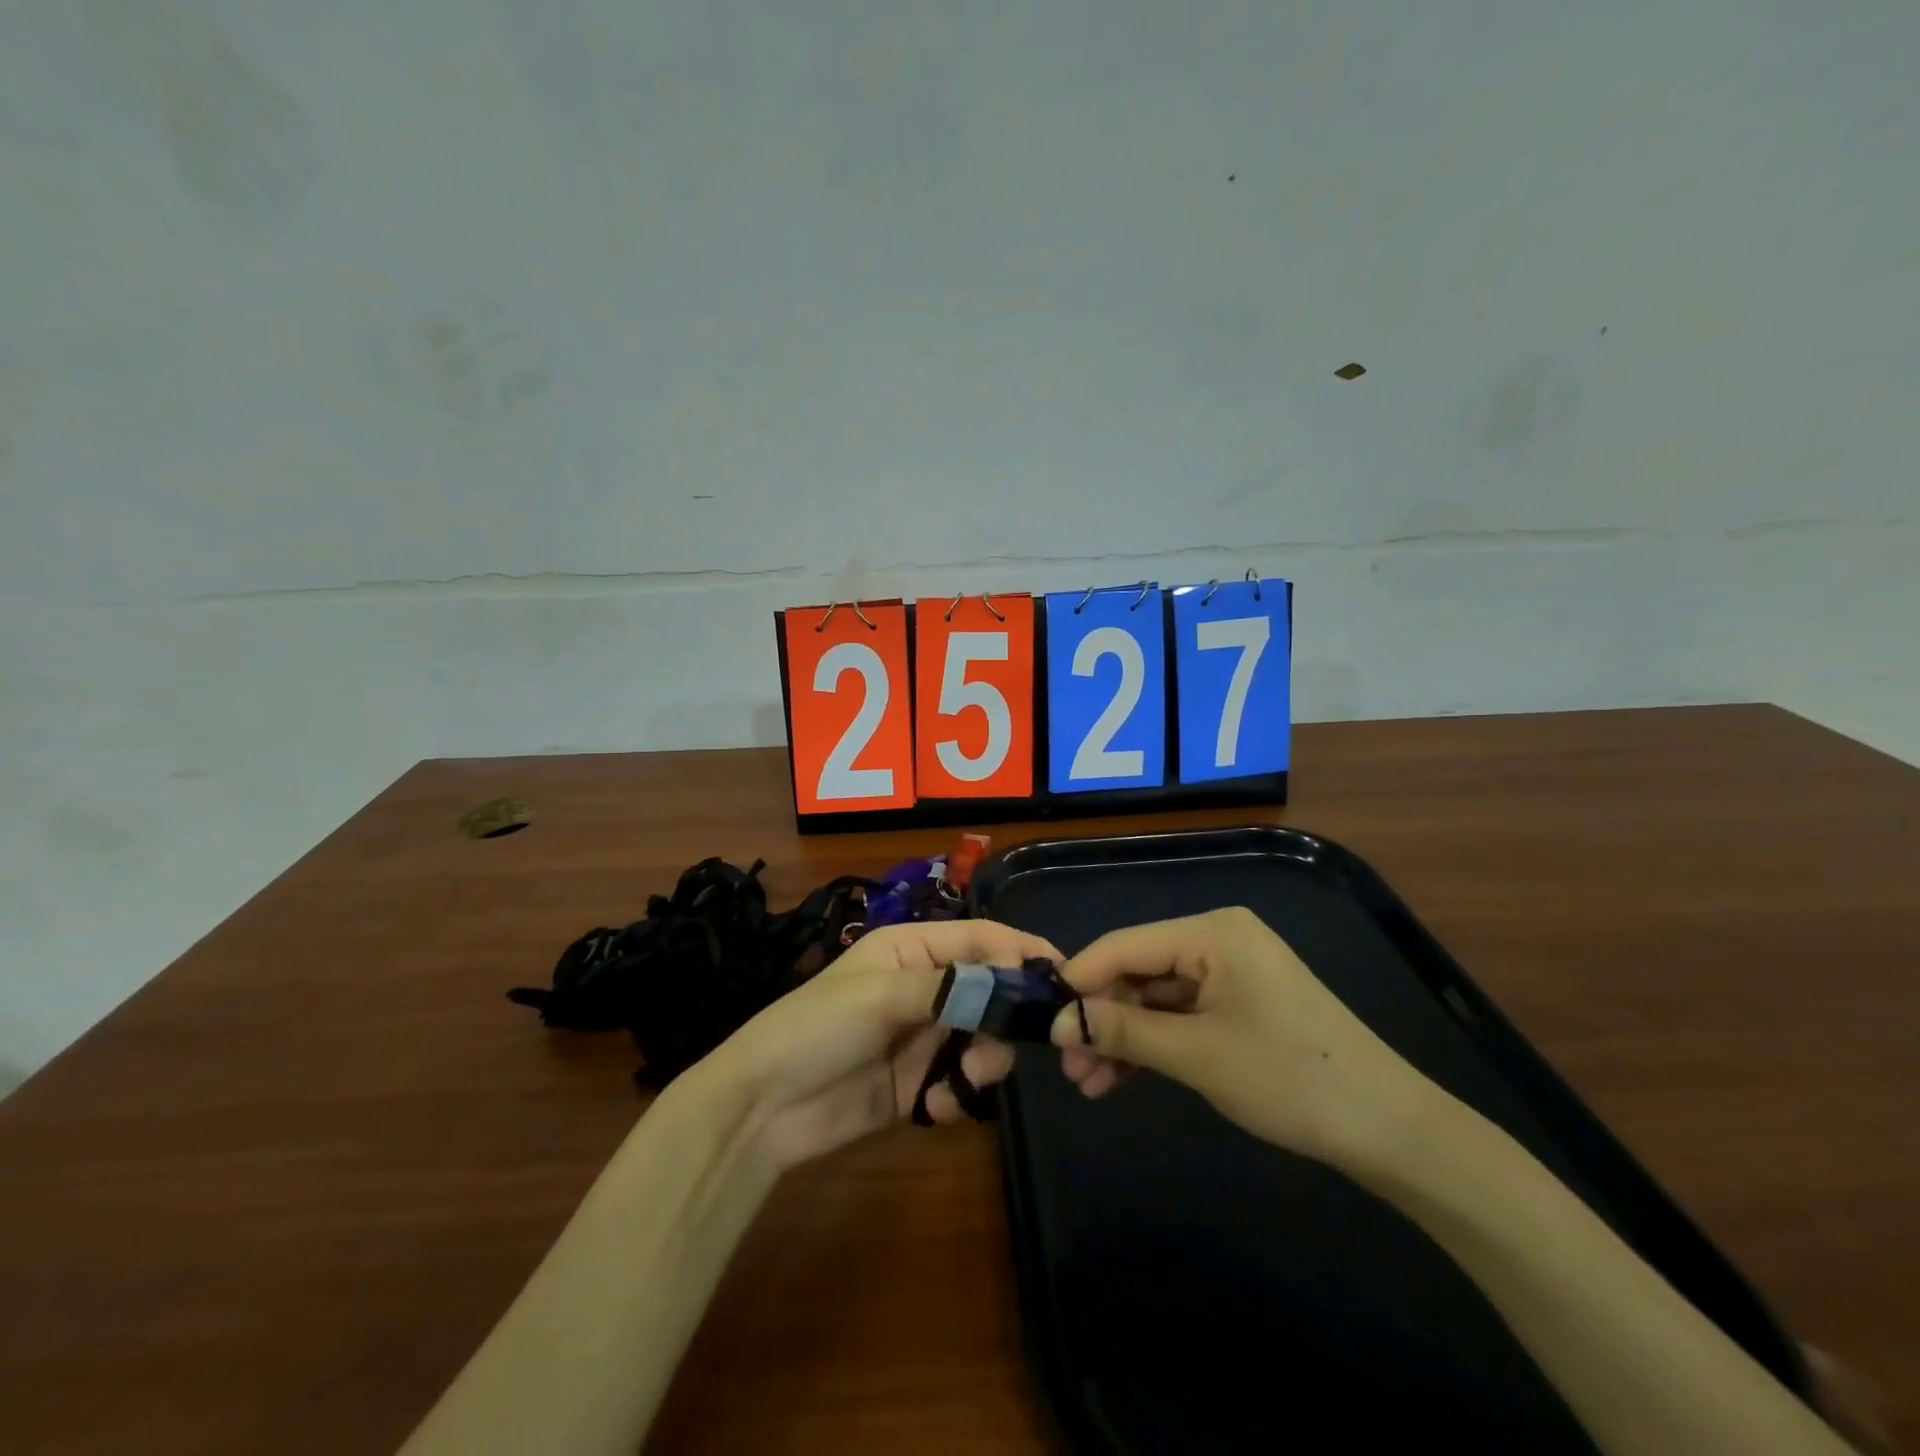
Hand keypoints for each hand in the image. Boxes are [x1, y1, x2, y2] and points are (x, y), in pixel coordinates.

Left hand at [696, 918, 1061, 1171]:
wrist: (763, 1109)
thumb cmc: (815, 1028)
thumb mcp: (878, 994)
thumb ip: (949, 986)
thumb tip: (1012, 980)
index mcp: (912, 949)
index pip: (980, 938)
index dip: (1020, 951)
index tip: (1063, 975)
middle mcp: (925, 987)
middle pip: (992, 991)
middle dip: (1005, 1019)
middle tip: (1000, 1047)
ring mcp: (924, 1036)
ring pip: (986, 1039)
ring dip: (984, 1061)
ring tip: (959, 1082)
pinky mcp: (921, 1083)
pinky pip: (964, 1083)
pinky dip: (960, 1095)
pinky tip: (934, 1108)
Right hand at [1051, 907, 1438, 1172]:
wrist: (1391, 1130)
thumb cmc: (1290, 1079)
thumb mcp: (1196, 1055)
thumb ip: (1122, 1030)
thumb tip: (1057, 1023)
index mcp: (1211, 932)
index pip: (1124, 945)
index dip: (1079, 979)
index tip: (1040, 1017)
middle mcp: (1218, 939)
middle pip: (1138, 971)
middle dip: (1101, 1018)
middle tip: (1068, 1066)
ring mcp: (1232, 971)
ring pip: (1156, 997)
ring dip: (1123, 1037)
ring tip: (1089, 1085)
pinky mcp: (1241, 1002)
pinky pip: (1182, 1013)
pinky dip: (1153, 1043)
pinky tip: (1123, 1078)